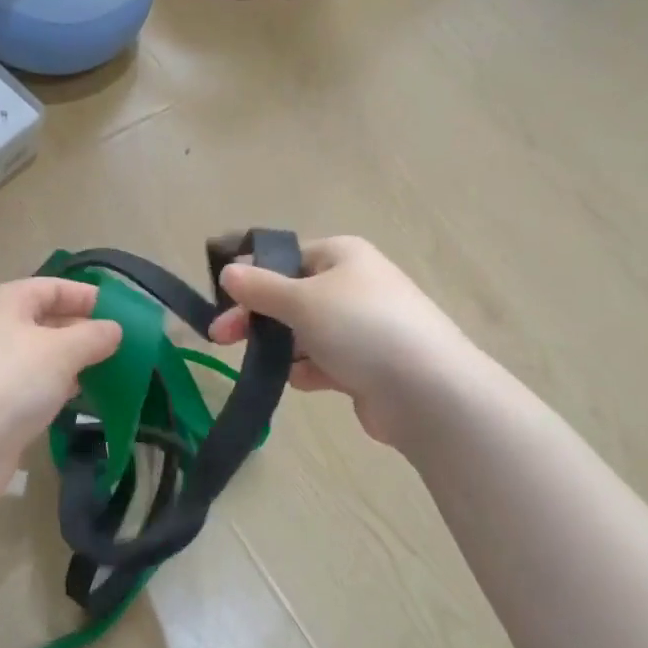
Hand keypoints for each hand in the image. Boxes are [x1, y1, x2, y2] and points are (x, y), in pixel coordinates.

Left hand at [0, 278, 121, 491]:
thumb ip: (93, 336)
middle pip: (47, 320)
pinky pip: (33, 386)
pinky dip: (57, 389)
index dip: (87, 296)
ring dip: (73, 362)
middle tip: (123, 347)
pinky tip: (81, 398)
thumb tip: (114, 329)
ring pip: (42, 356)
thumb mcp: (61, 351)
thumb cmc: (12, 382)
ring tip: (111, 371)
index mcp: (5, 302)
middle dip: (84, 331)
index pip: (53, 287)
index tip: (123, 314)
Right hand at [207, 237, 474, 446]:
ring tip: (262, 364)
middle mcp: (353, 286)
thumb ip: (260, 287)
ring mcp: (362, 327)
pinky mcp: (366, 365)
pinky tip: (300, 381)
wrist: (426, 391)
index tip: (222, 298)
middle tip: (220, 338)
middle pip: (292, 296)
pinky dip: (308, 370)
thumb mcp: (302, 300)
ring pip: (305, 332)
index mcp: (343, 256)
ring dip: (282, 347)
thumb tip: (228, 271)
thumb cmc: (360, 328)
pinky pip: (324, 361)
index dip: (253, 275)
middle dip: (257, 316)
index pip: (288, 257)